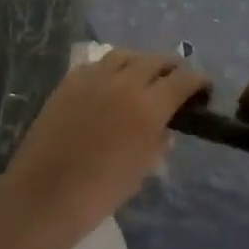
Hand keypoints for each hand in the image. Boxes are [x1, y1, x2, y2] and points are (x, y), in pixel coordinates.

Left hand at [0, 49, 208, 248]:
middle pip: (156, 60)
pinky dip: (110, 69)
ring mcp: (94, 77)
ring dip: (140, 63)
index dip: (198, 80)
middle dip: (172, 68)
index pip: (183, 79)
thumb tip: (167, 129)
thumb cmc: (100, 192)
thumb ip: (159, 143)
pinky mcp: (70, 80)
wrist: (45, 194)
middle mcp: (126, 82)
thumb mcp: (141, 170)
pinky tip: (109, 84)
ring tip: (142, 77)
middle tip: (175, 82)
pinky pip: (97, 64)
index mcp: (149, 105)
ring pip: (126, 54)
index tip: (204, 89)